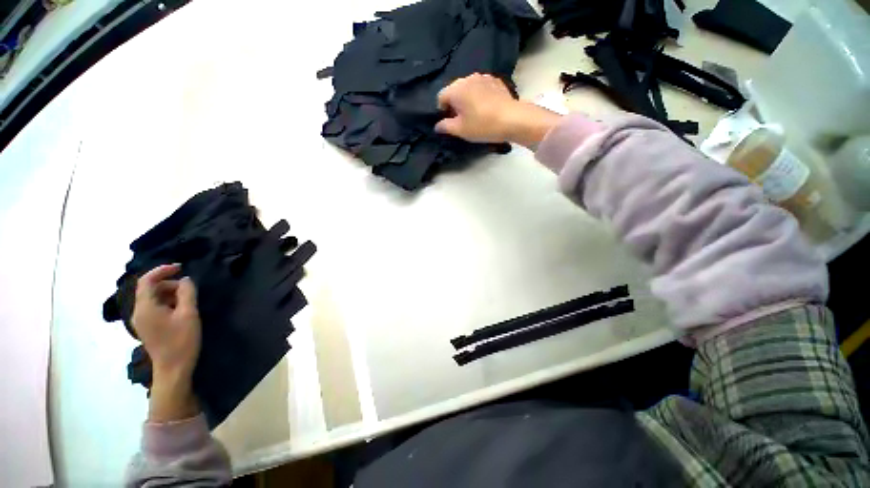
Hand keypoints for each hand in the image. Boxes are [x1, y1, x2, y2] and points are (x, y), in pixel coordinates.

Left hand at [132, 264, 201, 421]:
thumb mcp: (188, 314)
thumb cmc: (181, 340)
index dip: (162, 270)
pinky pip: (155, 307)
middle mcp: (139, 312)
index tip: (181, 267)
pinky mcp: (148, 327)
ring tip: (188, 301)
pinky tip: (181, 310)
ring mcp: (142, 321)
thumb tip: (186, 279)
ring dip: (170, 294)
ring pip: (153, 298)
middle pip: (150, 289)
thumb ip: (187, 293)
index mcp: (145, 307)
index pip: (147, 280)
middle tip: (190, 289)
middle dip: (170, 283)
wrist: (173, 369)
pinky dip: (168, 303)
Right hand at [435, 73, 561, 147]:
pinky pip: (481, 87)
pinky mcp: (496, 80)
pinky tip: (487, 108)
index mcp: (456, 89)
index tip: (450, 122)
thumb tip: (437, 125)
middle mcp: (468, 78)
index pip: (441, 97)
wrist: (512, 119)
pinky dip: (480, 95)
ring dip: (468, 99)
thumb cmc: (482, 125)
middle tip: (462, 119)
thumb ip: (445, 126)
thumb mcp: (460, 130)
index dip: (442, 110)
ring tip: (475, 113)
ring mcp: (484, 77)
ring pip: (468, 88)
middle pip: (454, 90)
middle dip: (455, 103)